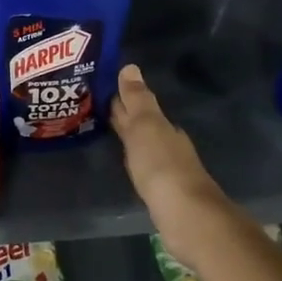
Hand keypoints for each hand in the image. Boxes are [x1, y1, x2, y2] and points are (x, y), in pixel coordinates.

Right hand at [111, 64, 227, 254]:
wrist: (185, 214)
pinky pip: (144, 166)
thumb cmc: (161, 166)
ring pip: (144, 144)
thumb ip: (136, 100)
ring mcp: (167, 168)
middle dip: (123, 115)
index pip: (138, 105)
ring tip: (106, 132)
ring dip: (128, 137)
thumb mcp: (145, 126)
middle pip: (142, 123)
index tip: (100, 88)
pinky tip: (127, 162)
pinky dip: (134, 158)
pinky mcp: (164, 191)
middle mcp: (168, 143)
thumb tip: (130, 66)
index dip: (120, 97)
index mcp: (163, 126)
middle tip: (96, 106)